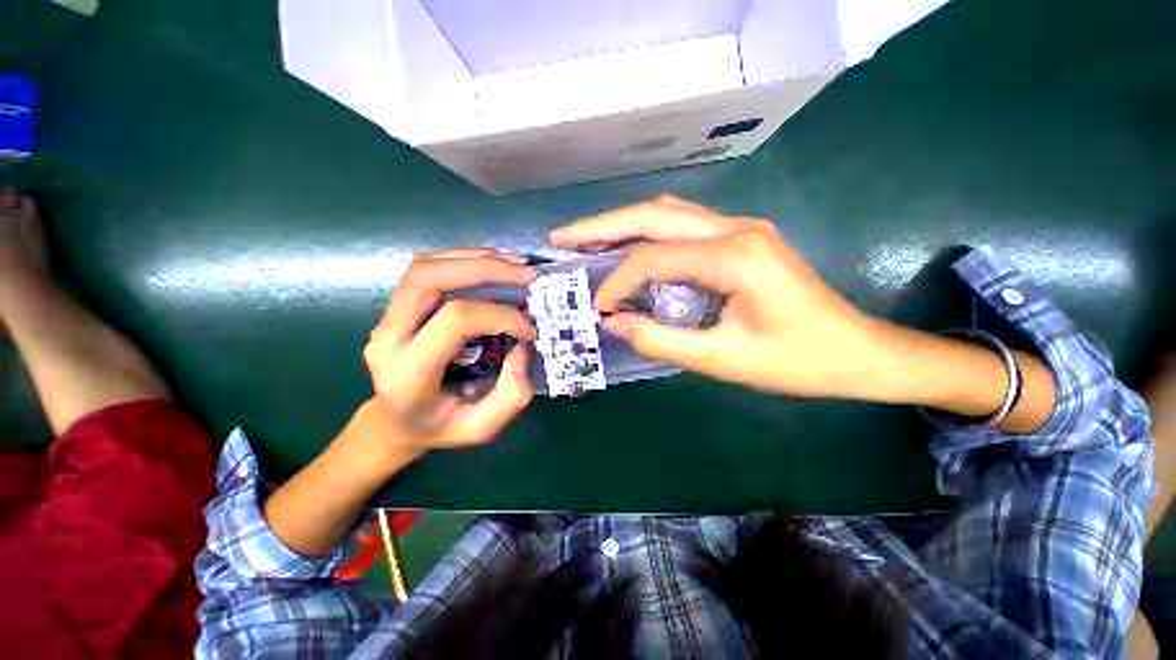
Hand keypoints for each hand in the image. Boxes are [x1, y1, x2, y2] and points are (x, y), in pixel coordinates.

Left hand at [362, 248, 537, 457]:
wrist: (393, 423)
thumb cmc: (438, 428)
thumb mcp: (481, 427)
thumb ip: (511, 394)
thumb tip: (524, 345)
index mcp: (408, 371)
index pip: (455, 319)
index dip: (500, 316)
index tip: (530, 329)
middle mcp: (389, 336)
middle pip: (428, 277)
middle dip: (484, 268)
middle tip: (527, 273)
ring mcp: (387, 317)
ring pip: (425, 265)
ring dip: (476, 258)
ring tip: (515, 264)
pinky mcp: (398, 307)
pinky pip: (428, 269)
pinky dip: (465, 260)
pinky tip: (494, 265)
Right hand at [551, 195, 882, 397]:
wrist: (857, 350)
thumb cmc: (796, 361)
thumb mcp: (722, 360)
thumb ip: (659, 340)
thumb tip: (613, 322)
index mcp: (735, 256)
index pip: (653, 257)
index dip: (616, 281)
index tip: (597, 308)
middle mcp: (736, 228)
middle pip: (653, 215)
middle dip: (602, 227)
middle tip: (562, 238)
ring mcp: (741, 226)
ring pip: (667, 212)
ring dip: (623, 224)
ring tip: (585, 239)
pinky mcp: (741, 236)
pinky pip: (684, 223)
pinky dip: (648, 232)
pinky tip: (628, 245)